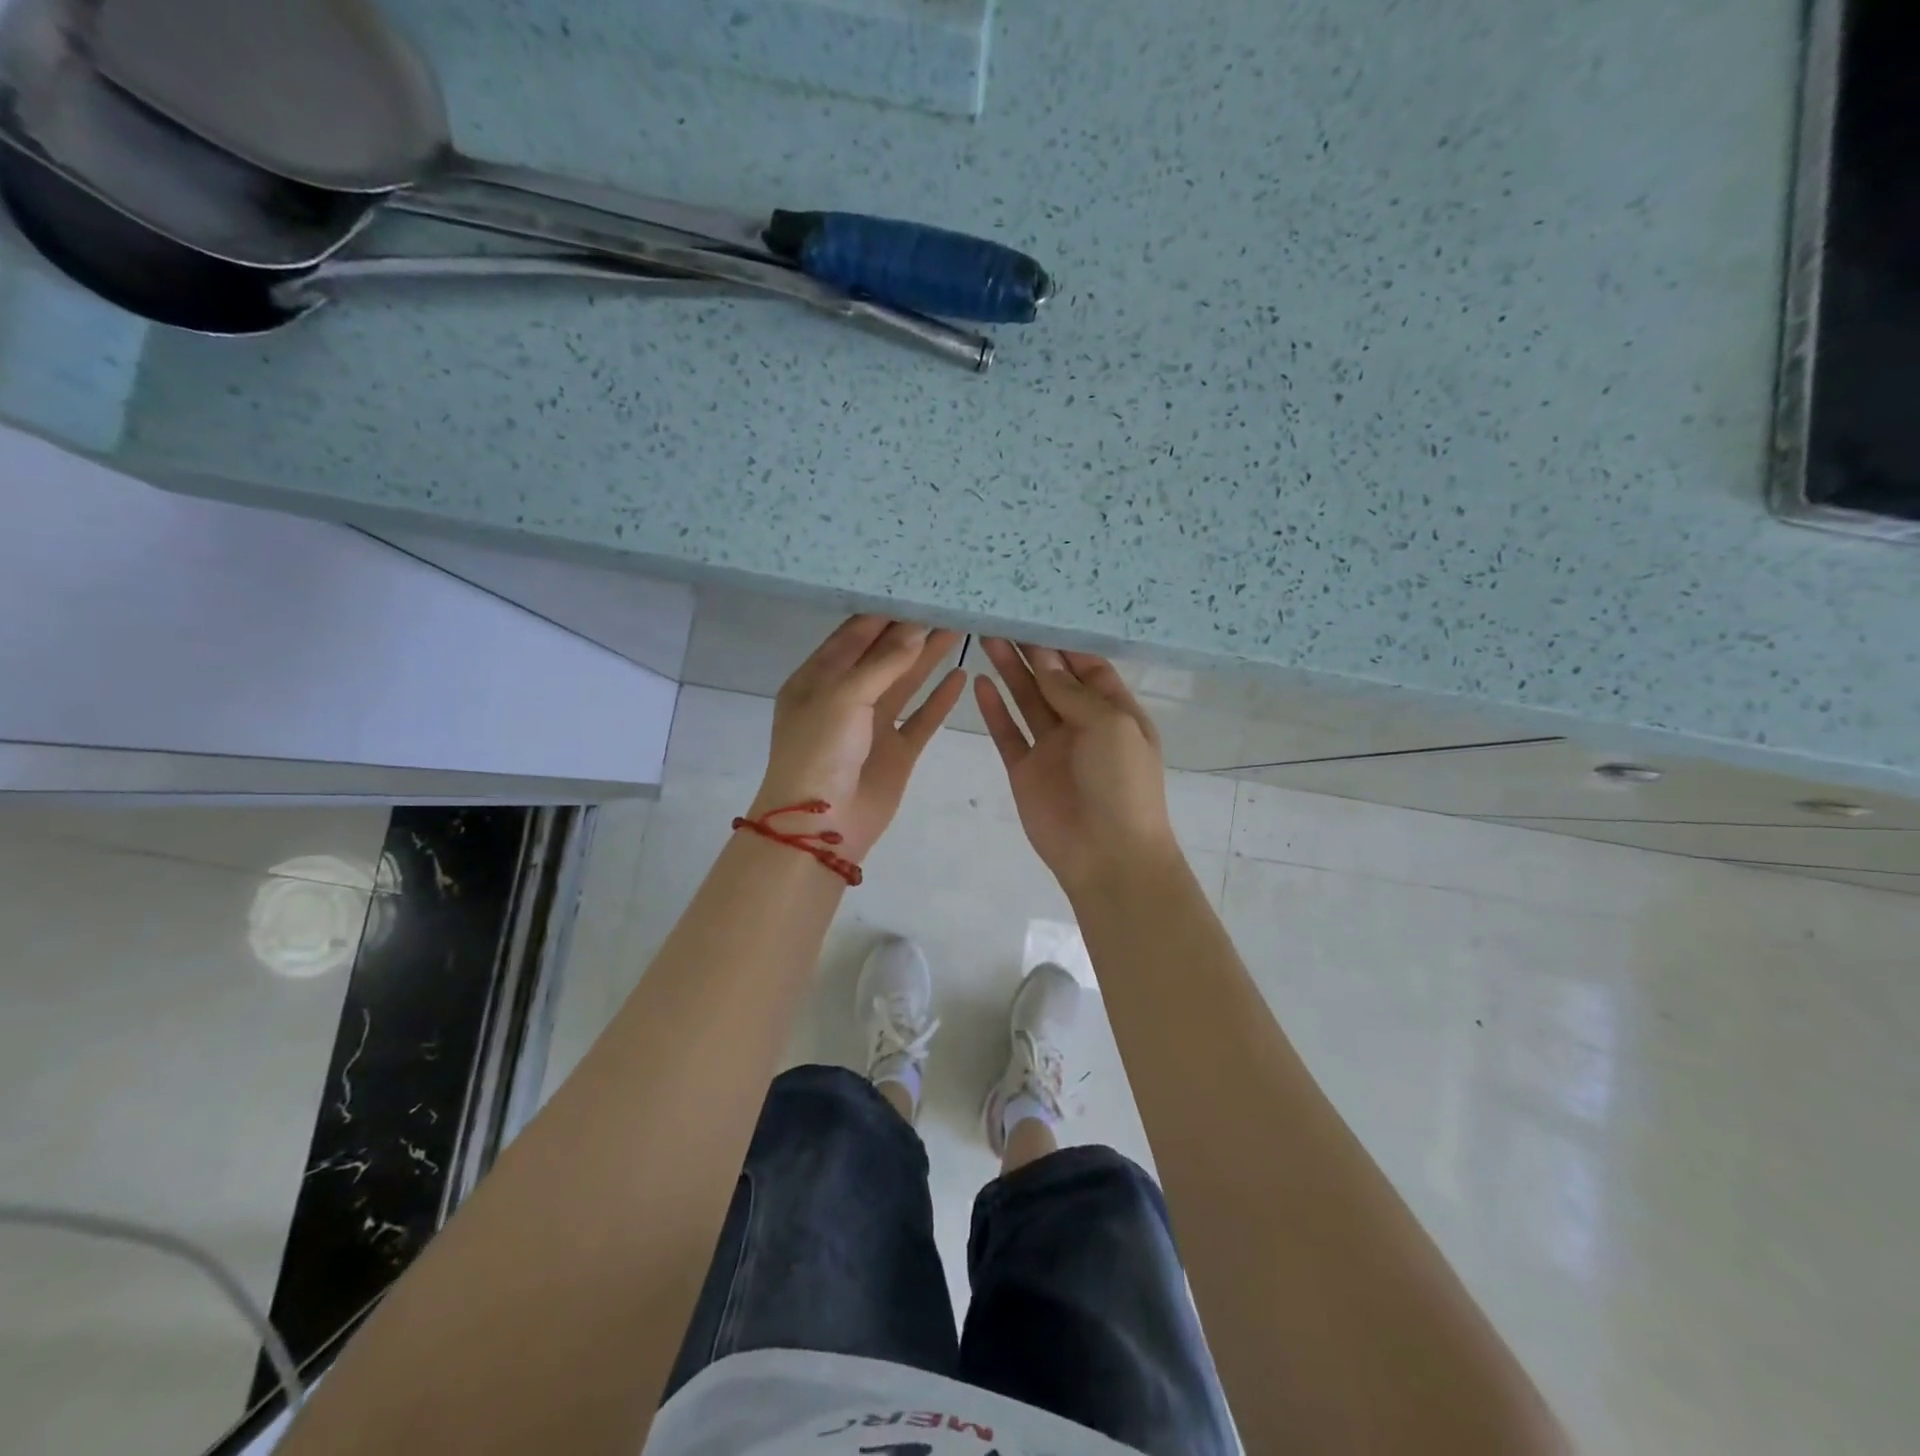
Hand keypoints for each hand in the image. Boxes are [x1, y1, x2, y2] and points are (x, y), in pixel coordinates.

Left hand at [750, 617, 965, 863]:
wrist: (821, 825)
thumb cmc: (820, 751)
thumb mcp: (844, 696)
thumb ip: (882, 663)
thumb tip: (915, 629)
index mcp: (818, 680)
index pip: (853, 636)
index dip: (884, 614)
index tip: (915, 589)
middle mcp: (845, 698)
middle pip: (882, 656)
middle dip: (910, 632)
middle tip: (945, 604)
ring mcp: (872, 726)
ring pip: (905, 683)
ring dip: (928, 658)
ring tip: (958, 629)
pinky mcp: (897, 752)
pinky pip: (922, 719)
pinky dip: (939, 699)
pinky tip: (960, 676)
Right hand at [974, 639, 1180, 895]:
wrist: (1107, 855)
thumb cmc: (1122, 784)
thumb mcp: (1110, 726)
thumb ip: (1073, 692)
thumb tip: (1043, 658)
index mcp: (1115, 712)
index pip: (1088, 667)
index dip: (1063, 643)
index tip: (1036, 614)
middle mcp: (1082, 725)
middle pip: (1053, 679)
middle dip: (1032, 651)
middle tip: (1004, 617)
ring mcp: (1052, 748)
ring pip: (1027, 700)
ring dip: (1010, 671)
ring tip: (988, 637)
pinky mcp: (1025, 770)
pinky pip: (1007, 733)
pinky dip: (994, 709)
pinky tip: (980, 683)